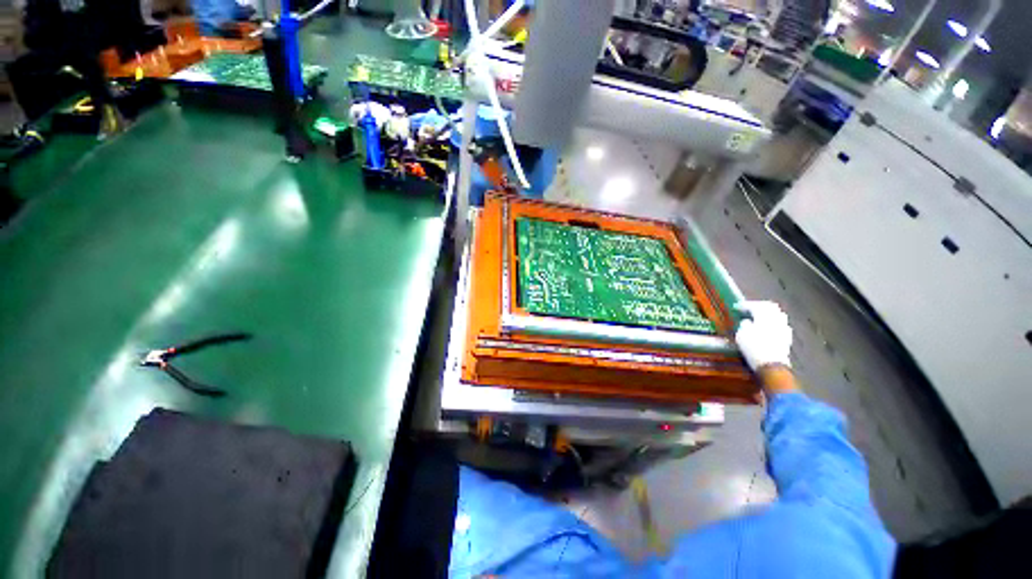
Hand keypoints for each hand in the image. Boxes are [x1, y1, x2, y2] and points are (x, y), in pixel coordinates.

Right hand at [734, 301, 792, 370]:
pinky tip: (768, 328)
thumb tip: (747, 321)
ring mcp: (784, 329)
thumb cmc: (753, 348)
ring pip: (778, 315)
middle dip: (760, 306)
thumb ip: (744, 324)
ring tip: (759, 317)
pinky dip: (774, 323)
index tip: (736, 307)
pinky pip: (781, 325)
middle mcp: (777, 319)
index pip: (755, 305)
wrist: (771, 365)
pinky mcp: (787, 338)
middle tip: (749, 308)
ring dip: (768, 314)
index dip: (745, 305)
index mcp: (765, 316)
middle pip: (771, 307)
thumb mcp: (741, 334)